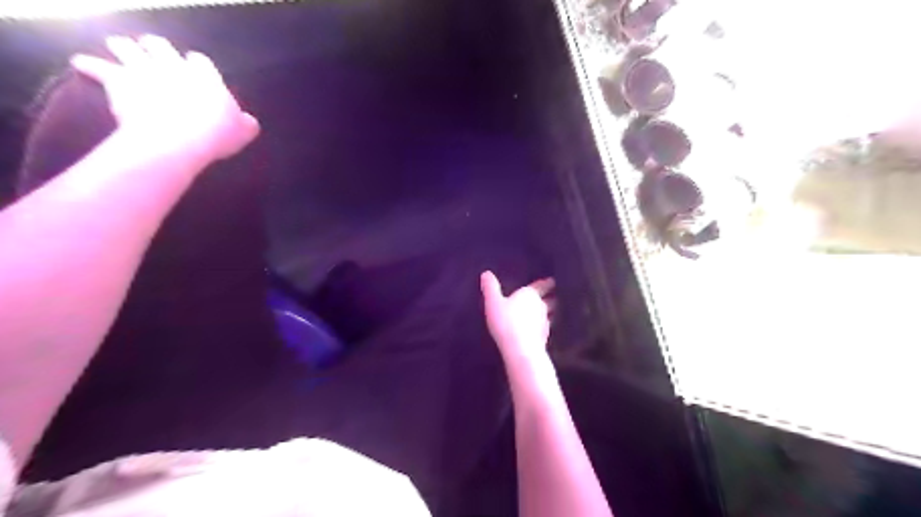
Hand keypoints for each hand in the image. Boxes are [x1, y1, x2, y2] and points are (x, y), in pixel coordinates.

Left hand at [72, 35, 257, 166]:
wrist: (178, 139)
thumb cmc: (216, 135)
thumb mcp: (242, 133)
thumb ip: (245, 123)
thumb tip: (249, 121)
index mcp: (205, 77)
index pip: (199, 61)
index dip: (196, 65)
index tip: (195, 70)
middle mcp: (173, 65)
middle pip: (159, 45)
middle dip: (154, 47)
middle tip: (152, 53)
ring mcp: (143, 69)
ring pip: (125, 45)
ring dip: (121, 46)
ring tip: (118, 48)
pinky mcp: (118, 79)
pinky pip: (95, 65)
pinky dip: (88, 65)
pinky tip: (82, 64)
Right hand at [483, 271, 553, 362]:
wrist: (520, 349)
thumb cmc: (506, 321)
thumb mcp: (493, 302)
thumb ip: (490, 288)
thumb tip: (486, 273)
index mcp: (531, 295)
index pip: (542, 285)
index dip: (547, 283)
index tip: (553, 280)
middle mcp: (541, 306)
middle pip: (550, 300)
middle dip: (551, 297)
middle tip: (554, 295)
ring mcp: (545, 323)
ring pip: (551, 314)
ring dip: (551, 312)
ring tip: (550, 312)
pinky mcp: (545, 338)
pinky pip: (546, 328)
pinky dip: (544, 327)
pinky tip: (541, 330)